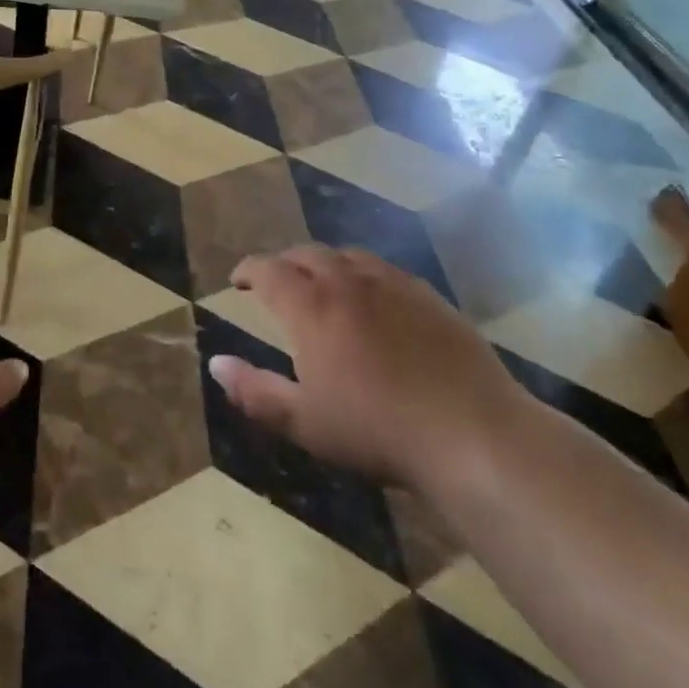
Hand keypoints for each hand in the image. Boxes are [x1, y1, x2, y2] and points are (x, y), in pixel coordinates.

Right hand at [208, 246, 524, 489]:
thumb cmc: (377, 430)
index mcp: (312, 307)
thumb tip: (216, 363)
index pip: (269, 270)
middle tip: (276, 282)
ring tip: (321, 283)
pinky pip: (386, 270)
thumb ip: (254, 390)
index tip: (238, 281)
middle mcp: (349, 282)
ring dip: (325, 263)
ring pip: (348, 256)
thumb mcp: (304, 421)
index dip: (248, 270)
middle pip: (307, 254)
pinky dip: (364, 274)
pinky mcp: (430, 297)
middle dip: (284, 263)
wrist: (472, 433)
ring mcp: (394, 285)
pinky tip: (374, 298)